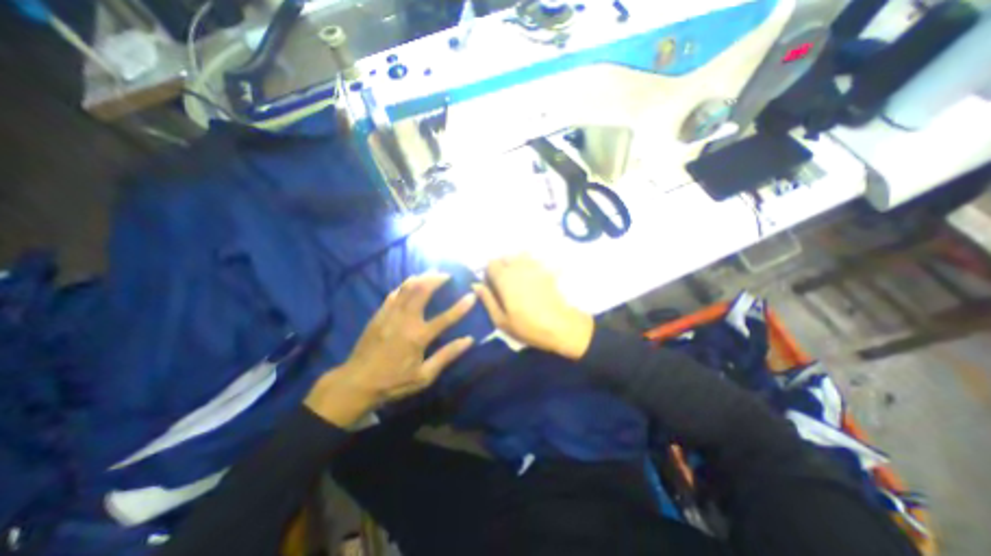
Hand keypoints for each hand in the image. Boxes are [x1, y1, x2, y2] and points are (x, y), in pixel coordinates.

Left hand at [309, 272, 479, 424]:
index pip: (445, 318)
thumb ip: (447, 356)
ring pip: (406, 288)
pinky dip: (404, 285)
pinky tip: (410, 282)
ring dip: (421, 278)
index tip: (472, 295)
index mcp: (418, 337)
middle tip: (446, 274)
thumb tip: (468, 340)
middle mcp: (405, 320)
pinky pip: (393, 294)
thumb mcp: (424, 376)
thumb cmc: (393, 382)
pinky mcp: (379, 314)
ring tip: (431, 272)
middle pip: (422, 291)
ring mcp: (390, 315)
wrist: (355, 383)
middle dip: (436, 279)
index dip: (461, 306)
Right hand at [473, 253, 591, 357]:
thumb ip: (487, 300)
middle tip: (503, 285)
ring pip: (519, 256)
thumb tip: (476, 285)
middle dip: (500, 267)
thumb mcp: (501, 320)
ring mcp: (534, 267)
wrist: (561, 327)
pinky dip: (529, 265)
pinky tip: (532, 280)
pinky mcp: (547, 271)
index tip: (491, 287)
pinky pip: (534, 261)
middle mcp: (518, 267)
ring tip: (518, 281)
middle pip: (504, 257)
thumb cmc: (528, 326)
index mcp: (504, 278)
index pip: (490, 264)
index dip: (488, 274)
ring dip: (514, 264)